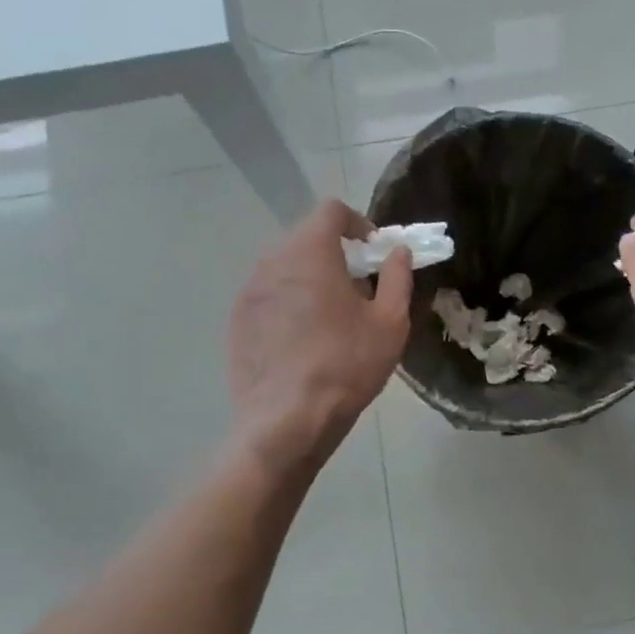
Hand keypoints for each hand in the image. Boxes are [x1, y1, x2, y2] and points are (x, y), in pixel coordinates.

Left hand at [227, 200, 412, 471]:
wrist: (287, 422)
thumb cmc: (347, 366)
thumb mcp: (390, 322)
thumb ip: (398, 277)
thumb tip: (398, 252)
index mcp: (311, 252)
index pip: (331, 211)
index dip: (358, 223)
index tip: (373, 252)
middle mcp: (272, 261)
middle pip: (306, 237)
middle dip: (335, 252)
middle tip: (358, 286)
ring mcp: (249, 291)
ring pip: (285, 267)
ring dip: (310, 277)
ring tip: (331, 315)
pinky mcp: (236, 320)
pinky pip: (268, 295)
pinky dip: (288, 301)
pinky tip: (303, 339)